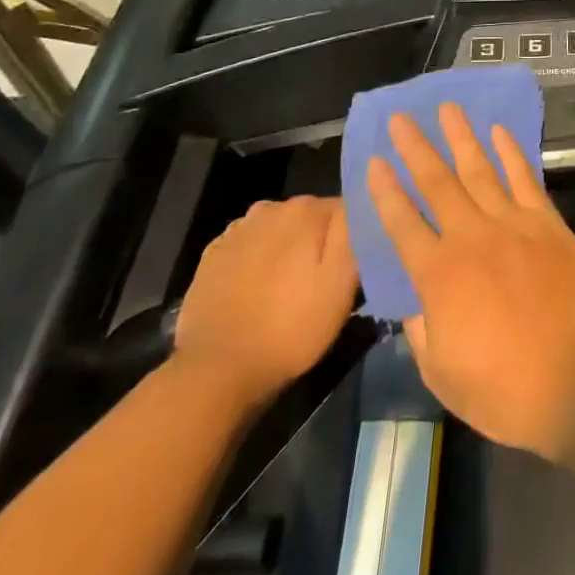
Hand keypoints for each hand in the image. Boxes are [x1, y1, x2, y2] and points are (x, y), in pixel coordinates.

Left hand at [174, 197, 357, 407]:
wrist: (216, 371)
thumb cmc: (290, 328)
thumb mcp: (341, 284)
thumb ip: (354, 233)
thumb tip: (361, 203)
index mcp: (306, 210)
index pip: (346, 208)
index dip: (353, 236)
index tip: (353, 266)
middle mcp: (271, 208)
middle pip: (310, 217)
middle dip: (319, 240)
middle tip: (323, 281)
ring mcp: (237, 231)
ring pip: (278, 230)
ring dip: (288, 249)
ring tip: (289, 288)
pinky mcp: (213, 256)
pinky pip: (249, 247)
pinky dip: (258, 261)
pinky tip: (258, 291)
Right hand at [369, 104, 574, 459]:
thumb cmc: (506, 390)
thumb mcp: (443, 375)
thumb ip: (422, 331)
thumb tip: (414, 301)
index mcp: (439, 276)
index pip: (402, 223)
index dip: (385, 191)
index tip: (373, 162)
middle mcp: (471, 238)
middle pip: (437, 183)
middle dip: (416, 148)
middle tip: (400, 118)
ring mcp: (513, 224)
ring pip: (480, 170)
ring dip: (461, 137)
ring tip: (447, 108)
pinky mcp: (548, 223)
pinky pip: (524, 178)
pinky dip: (511, 152)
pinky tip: (499, 132)